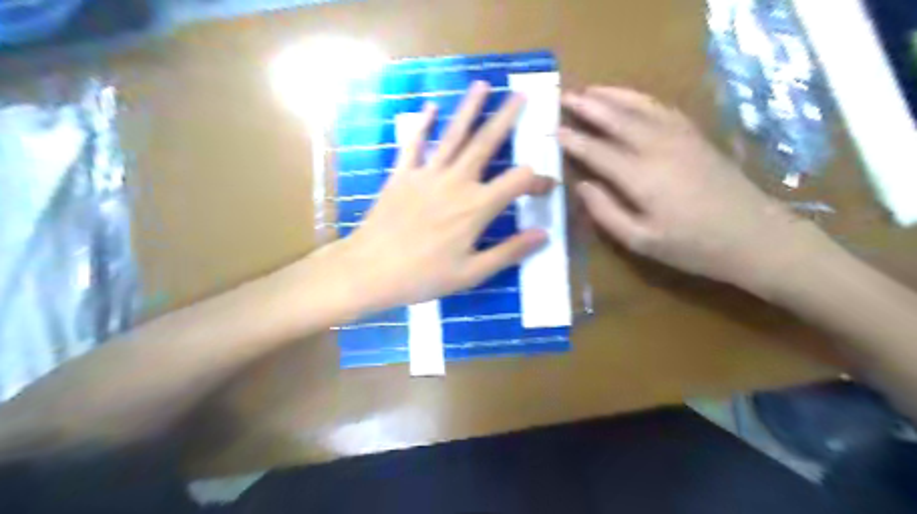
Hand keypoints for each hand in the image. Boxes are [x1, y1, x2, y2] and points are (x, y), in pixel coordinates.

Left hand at [337, 81, 550, 313]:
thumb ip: (509, 251)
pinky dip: (422, 125)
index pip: (519, 180)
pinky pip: (414, 144)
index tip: (545, 187)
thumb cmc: (424, 276)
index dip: (538, 180)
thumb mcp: (472, 273)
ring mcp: (427, 174)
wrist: (370, 271)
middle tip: (521, 95)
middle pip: (486, 143)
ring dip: (469, 109)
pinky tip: (430, 107)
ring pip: (453, 135)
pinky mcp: (402, 175)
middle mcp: (456, 182)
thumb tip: (544, 234)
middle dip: (506, 118)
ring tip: (482, 85)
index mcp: (477, 207)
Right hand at [559, 85, 831, 293]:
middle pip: (617, 119)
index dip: (573, 140)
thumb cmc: (693, 246)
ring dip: (613, 96)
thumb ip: (606, 212)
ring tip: (591, 90)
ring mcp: (680, 138)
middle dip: (588, 107)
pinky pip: (663, 109)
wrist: (754, 236)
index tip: (553, 130)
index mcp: (641, 177)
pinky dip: (641, 100)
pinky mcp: (695, 137)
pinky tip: (630, 99)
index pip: (597, 151)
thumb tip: (582, 186)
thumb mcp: (641, 241)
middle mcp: (658, 148)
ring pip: (640, 107)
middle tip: (565, 96)